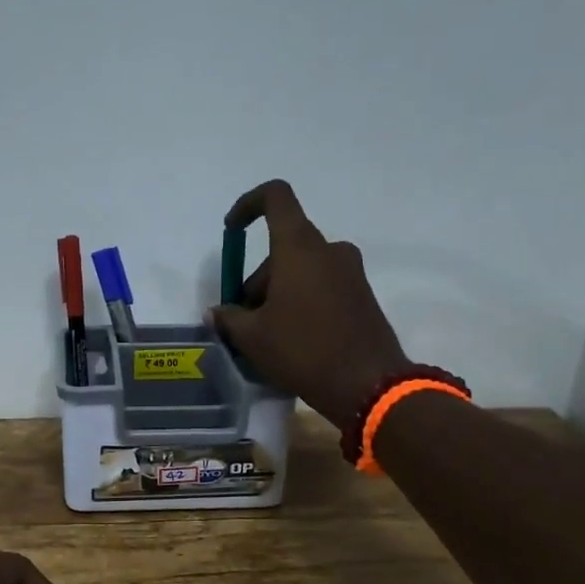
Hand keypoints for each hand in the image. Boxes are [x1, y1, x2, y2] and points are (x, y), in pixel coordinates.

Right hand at [208, 180, 408, 433]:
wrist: (368, 385)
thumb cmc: (303, 350)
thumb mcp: (253, 338)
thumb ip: (229, 318)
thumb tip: (216, 313)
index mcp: (299, 248)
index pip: (275, 197)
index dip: (248, 205)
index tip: (231, 230)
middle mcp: (328, 250)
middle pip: (282, 248)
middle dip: (258, 280)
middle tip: (244, 321)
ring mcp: (350, 272)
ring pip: (302, 270)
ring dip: (278, 294)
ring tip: (266, 337)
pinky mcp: (362, 295)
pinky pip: (322, 286)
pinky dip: (301, 302)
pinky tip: (293, 340)